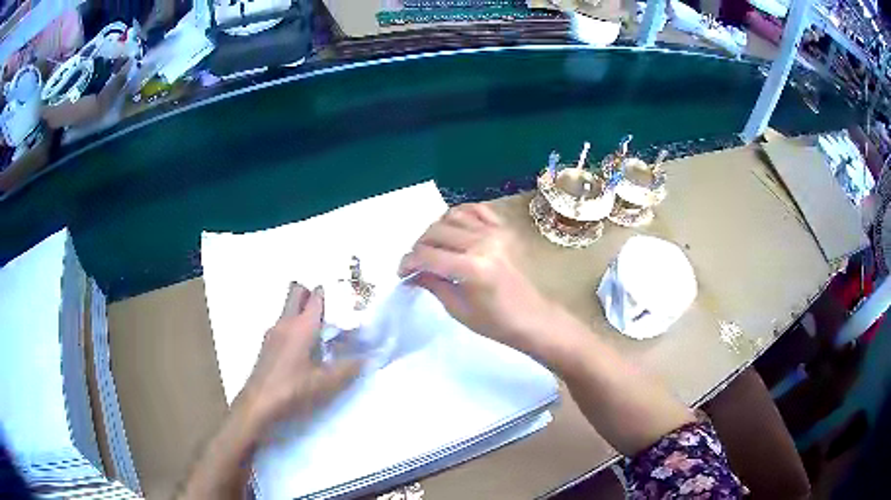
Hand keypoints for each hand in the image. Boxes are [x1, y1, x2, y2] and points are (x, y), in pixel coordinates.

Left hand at [238, 284, 361, 432]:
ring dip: (303, 311)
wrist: (259, 403)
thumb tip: (369, 358)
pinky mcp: (267, 344)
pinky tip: (305, 347)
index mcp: (301, 326)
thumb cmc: (293, 389)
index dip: (330, 293)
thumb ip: (348, 369)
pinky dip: (295, 325)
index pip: (315, 296)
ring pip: (289, 309)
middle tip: (330, 309)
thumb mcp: (326, 383)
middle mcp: (285, 322)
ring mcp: (273, 332)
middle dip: (311, 294)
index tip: (344, 297)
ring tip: (322, 329)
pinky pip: (284, 323)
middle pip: (297, 293)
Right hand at [398, 203, 554, 352]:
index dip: (408, 262)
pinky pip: (476, 209)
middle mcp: (482, 243)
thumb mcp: (457, 309)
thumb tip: (412, 272)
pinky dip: (460, 214)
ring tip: (433, 247)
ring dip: (436, 229)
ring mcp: (494, 233)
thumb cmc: (495, 322)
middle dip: (418, 247)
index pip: (427, 255)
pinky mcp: (503, 229)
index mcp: (471, 268)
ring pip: (452, 216)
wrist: (531, 317)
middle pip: (435, 232)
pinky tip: (453, 229)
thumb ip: (433, 284)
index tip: (402, 272)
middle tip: (416, 263)